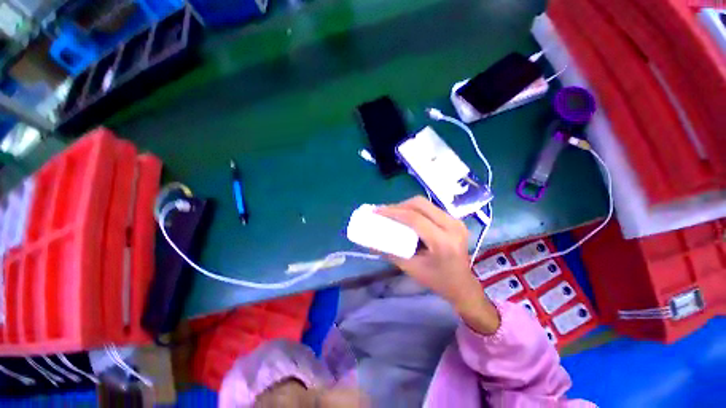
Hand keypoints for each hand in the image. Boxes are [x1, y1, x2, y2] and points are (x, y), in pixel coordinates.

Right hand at [376, 196, 499, 333]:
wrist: (463, 285)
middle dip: (399, 206)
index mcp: (443, 241)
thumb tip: (371, 243)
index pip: (415, 219)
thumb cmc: (438, 281)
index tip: (376, 211)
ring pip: (425, 204)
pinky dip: (415, 210)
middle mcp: (452, 226)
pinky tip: (406, 216)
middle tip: (384, 212)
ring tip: (393, 213)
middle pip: (420, 204)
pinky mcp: (454, 220)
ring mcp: (456, 221)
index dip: (393, 212)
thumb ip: (390, 253)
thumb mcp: (411, 268)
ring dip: (406, 206)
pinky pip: (430, 208)